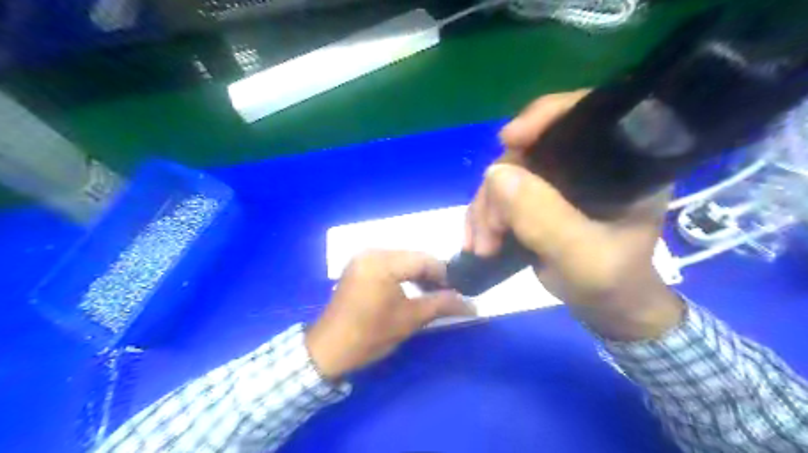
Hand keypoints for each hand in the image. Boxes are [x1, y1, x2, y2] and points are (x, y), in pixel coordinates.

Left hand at [308, 249, 473, 379]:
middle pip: (413, 257)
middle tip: (446, 294)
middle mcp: (371, 252)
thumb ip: (441, 305)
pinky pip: (388, 264)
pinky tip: (410, 289)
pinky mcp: (358, 266)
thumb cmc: (369, 335)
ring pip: (401, 260)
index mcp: (382, 261)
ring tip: (431, 293)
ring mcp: (362, 258)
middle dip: (432, 274)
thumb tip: (472, 304)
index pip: (424, 260)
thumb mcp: (409, 319)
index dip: (445, 274)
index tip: (458, 291)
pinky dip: (402, 275)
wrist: (328, 349)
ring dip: (417, 274)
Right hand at [468, 89, 679, 340]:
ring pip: (506, 174)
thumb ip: (545, 218)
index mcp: (621, 164)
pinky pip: (498, 194)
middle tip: (489, 231)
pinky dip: (482, 216)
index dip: (544, 117)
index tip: (509, 140)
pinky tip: (477, 240)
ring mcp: (557, 182)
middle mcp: (587, 164)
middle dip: (499, 188)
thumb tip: (495, 174)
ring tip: (481, 245)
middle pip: (529, 150)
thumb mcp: (583, 257)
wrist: (605, 309)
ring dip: (485, 209)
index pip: (584, 115)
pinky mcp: (536, 199)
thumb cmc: (610, 283)